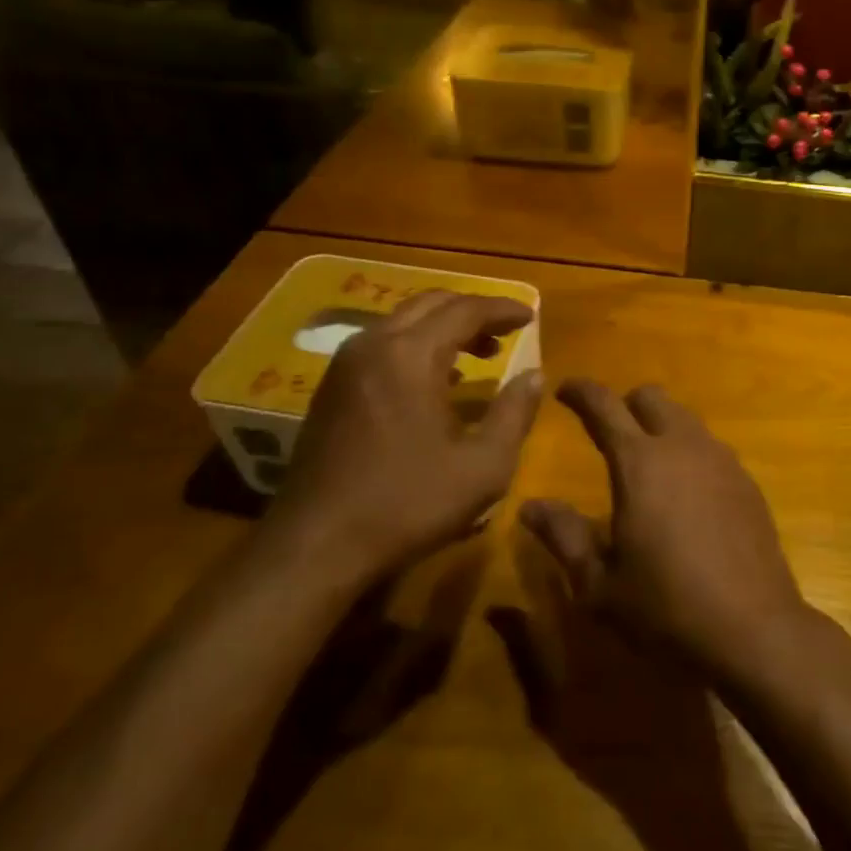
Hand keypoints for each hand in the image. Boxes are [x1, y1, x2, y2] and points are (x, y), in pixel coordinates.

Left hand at [266, 291, 544, 586]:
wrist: (315, 547)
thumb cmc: (407, 503)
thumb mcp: (483, 466)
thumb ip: (514, 413)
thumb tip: (535, 375)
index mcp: (411, 355)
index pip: (465, 310)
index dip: (502, 309)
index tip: (531, 315)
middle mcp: (373, 345)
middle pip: (430, 304)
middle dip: (472, 311)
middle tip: (505, 331)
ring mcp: (345, 366)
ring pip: (402, 321)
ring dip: (443, 327)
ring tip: (477, 354)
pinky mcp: (331, 390)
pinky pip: (382, 345)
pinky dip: (416, 345)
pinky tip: (435, 381)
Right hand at [519, 379, 810, 680]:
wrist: (754, 630)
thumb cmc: (666, 608)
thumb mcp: (599, 584)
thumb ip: (564, 536)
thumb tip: (531, 506)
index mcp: (640, 462)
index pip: (604, 405)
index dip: (581, 391)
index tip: (564, 389)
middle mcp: (683, 446)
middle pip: (651, 398)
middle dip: (625, 404)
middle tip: (607, 431)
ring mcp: (721, 460)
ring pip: (685, 419)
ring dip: (661, 427)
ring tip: (648, 464)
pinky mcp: (747, 482)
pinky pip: (711, 447)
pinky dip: (690, 453)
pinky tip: (686, 493)